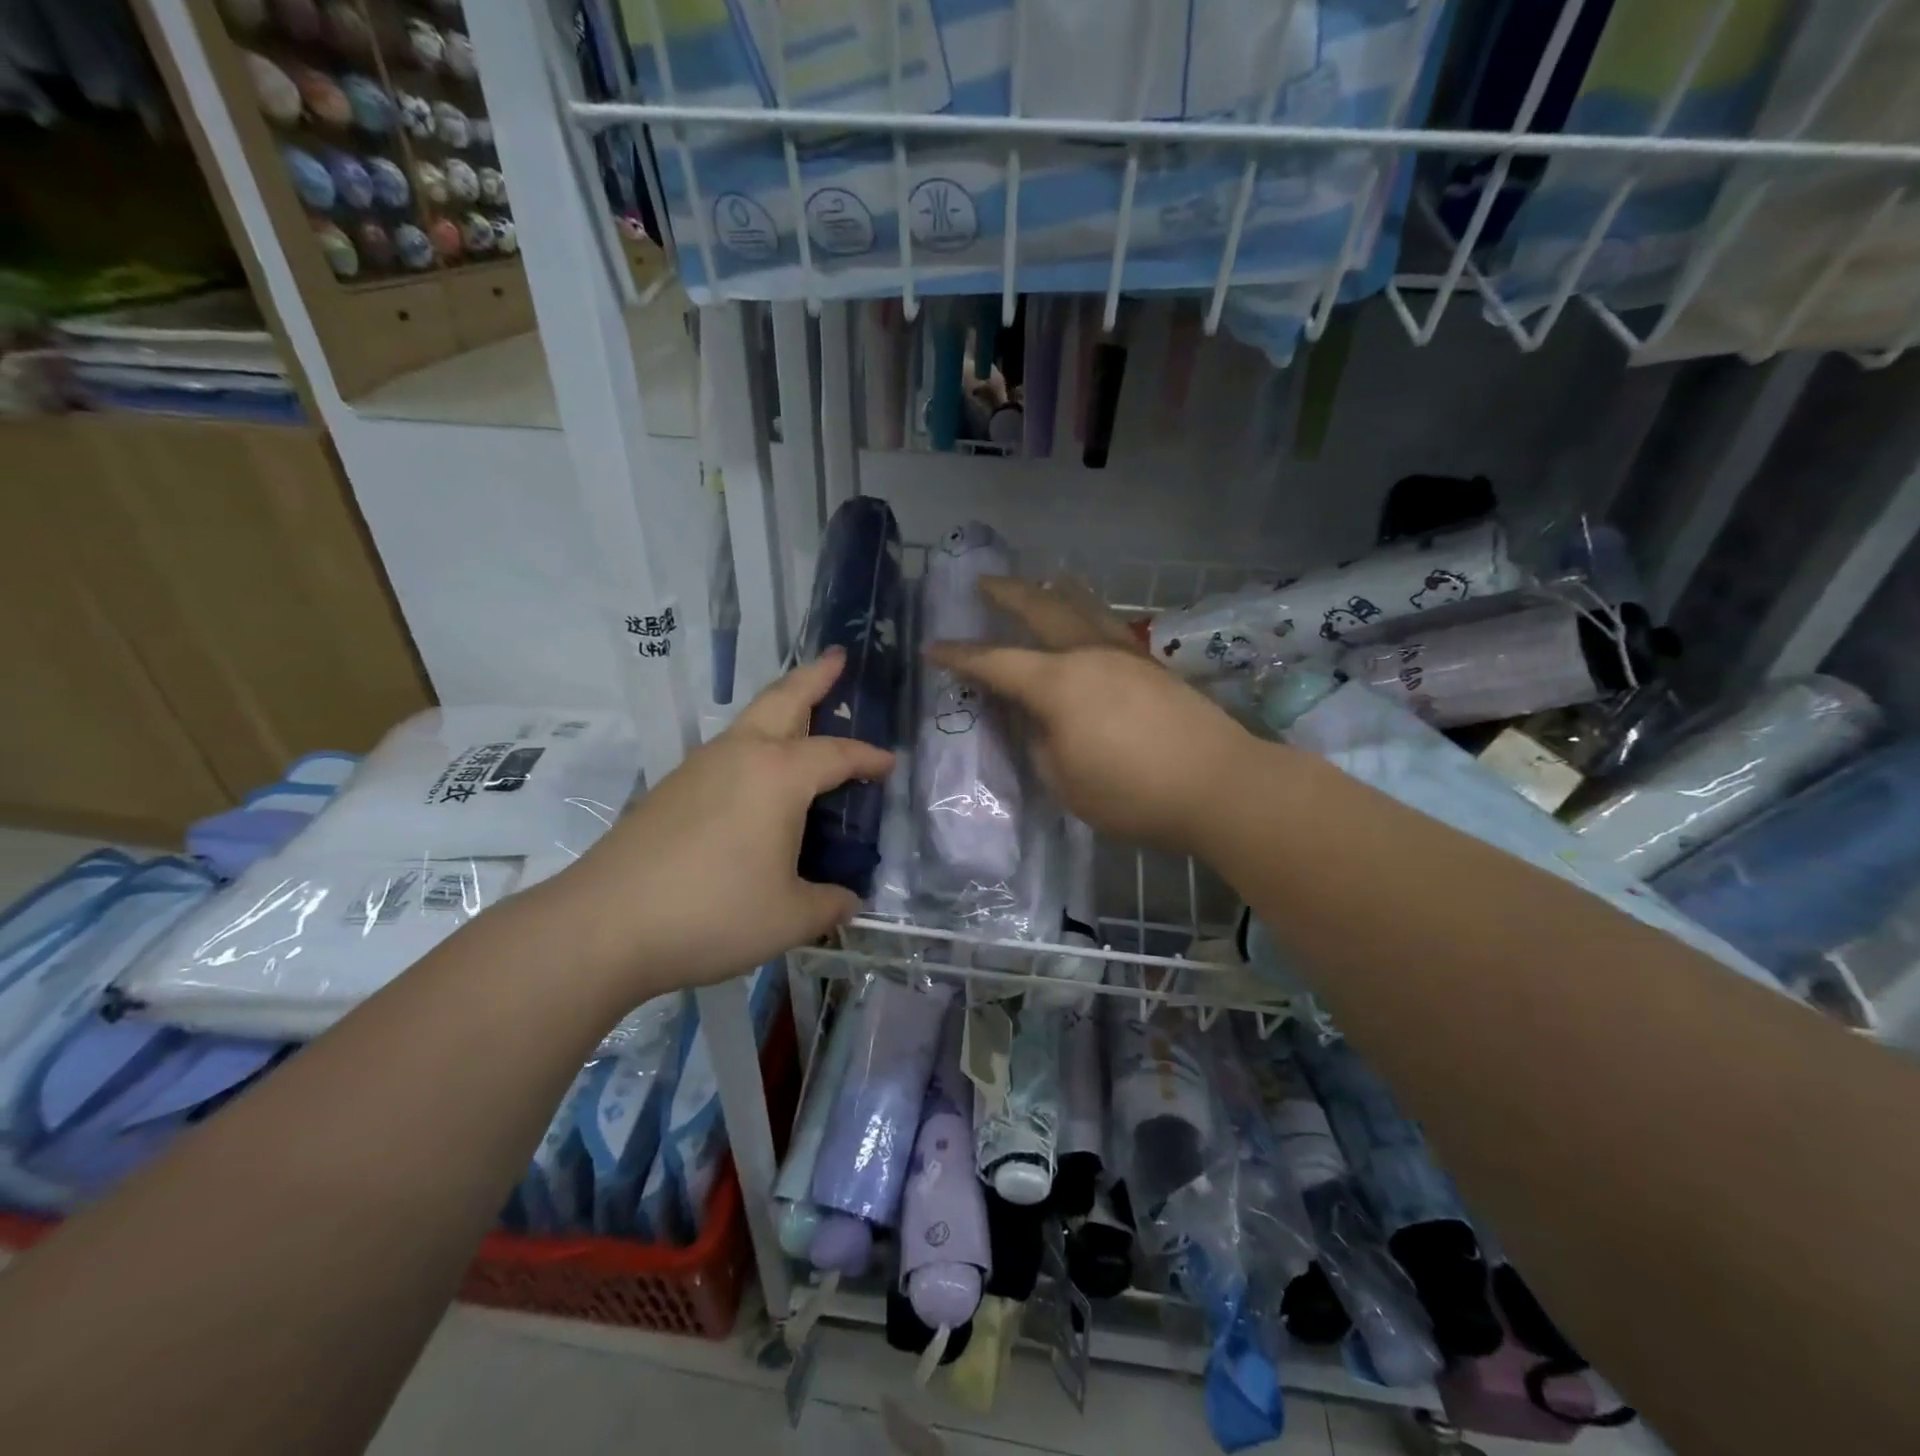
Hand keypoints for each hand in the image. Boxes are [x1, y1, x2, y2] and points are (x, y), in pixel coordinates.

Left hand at [557, 649, 894, 992]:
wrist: (604, 924)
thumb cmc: (712, 913)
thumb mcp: (789, 918)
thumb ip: (829, 904)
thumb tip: (848, 901)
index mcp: (778, 775)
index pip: (837, 754)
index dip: (869, 758)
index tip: (890, 763)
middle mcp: (740, 755)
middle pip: (784, 699)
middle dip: (815, 676)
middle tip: (838, 658)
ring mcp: (699, 767)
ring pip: (749, 720)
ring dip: (781, 707)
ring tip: (802, 715)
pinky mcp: (671, 788)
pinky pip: (727, 750)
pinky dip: (754, 743)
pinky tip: (756, 778)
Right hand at [926, 577, 1259, 853]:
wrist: (1218, 785)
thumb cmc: (1133, 793)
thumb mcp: (1065, 781)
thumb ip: (1040, 744)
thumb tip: (1038, 721)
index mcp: (1059, 683)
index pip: (997, 663)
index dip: (961, 656)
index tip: (933, 648)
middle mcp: (1089, 654)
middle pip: (1042, 608)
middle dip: (1008, 593)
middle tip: (983, 581)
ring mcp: (1126, 654)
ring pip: (1083, 606)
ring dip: (1054, 590)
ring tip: (1042, 581)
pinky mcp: (1153, 665)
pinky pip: (1109, 623)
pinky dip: (1089, 611)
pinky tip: (1090, 618)